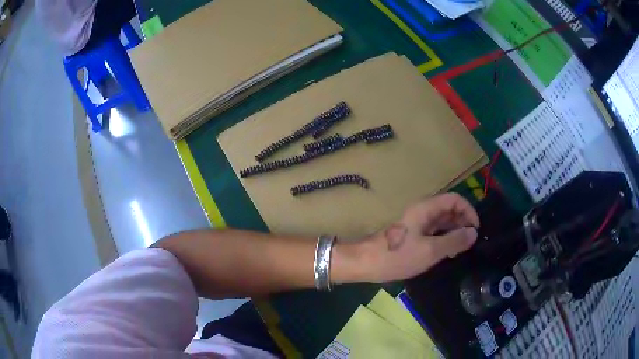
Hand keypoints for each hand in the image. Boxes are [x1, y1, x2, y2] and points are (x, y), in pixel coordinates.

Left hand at [335, 193, 478, 283]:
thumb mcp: (430, 250)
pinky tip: (449, 253)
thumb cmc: (397, 256)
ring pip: (443, 222)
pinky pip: (435, 232)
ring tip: (462, 250)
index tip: (476, 229)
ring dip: (455, 232)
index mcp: (426, 208)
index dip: (469, 210)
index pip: (455, 199)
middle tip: (470, 242)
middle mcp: (423, 212)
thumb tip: (474, 233)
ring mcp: (417, 224)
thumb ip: (454, 241)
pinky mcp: (413, 235)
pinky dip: (445, 239)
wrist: (365, 263)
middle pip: (450, 209)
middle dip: (463, 222)